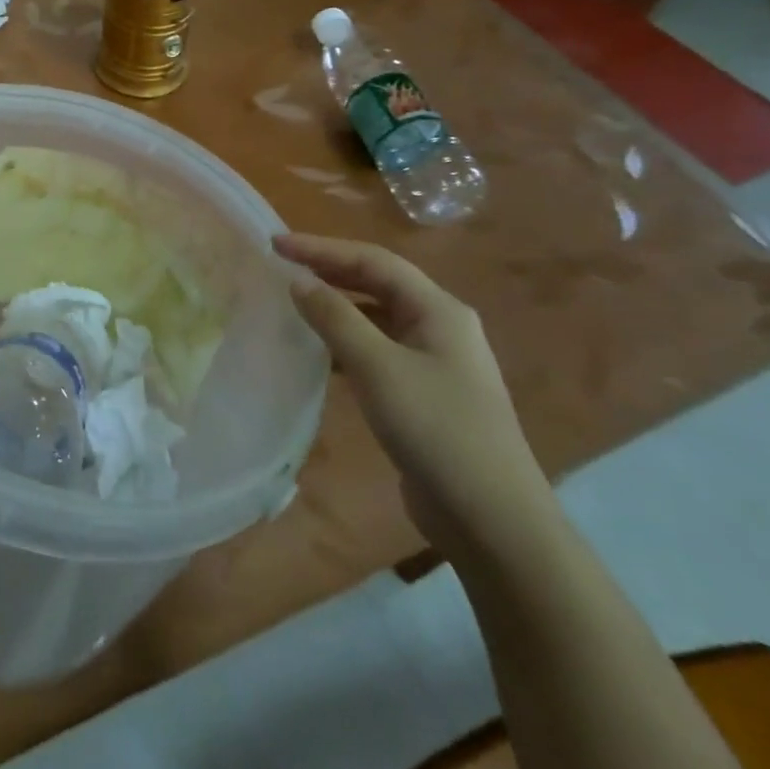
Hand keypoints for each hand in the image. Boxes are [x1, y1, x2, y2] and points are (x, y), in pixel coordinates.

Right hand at [273, 233, 555, 563]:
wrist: (493, 523)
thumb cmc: (437, 431)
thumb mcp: (378, 367)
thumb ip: (335, 317)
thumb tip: (297, 280)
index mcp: (439, 310)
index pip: (373, 260)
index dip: (322, 248)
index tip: (275, 245)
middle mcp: (441, 327)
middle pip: (377, 284)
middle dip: (328, 271)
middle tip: (280, 267)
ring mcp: (436, 362)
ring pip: (376, 318)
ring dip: (336, 306)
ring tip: (292, 304)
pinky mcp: (425, 394)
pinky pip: (377, 350)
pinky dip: (345, 342)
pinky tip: (318, 354)